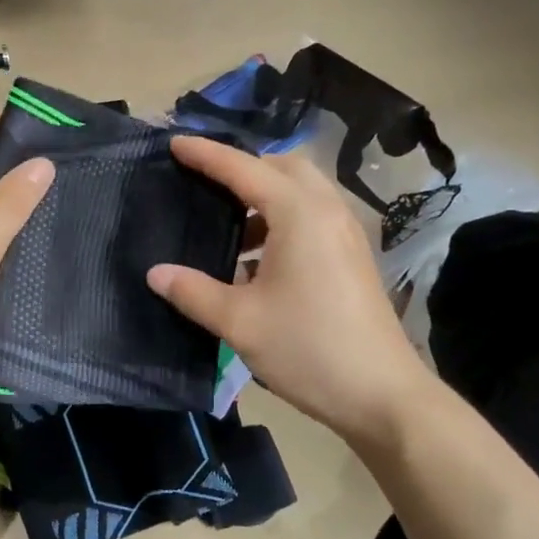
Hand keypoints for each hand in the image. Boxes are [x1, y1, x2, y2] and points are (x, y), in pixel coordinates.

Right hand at [147, 135, 434, 441]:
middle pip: (283, 167)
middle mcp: (327, 211)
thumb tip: (155, 273)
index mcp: (299, 215)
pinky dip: (282, 219)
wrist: (382, 395)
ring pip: (302, 191)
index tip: (175, 143)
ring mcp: (346, 233)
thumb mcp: (240, 322)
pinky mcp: (353, 256)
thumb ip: (193, 292)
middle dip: (242, 167)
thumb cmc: (308, 349)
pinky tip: (258, 259)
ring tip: (228, 224)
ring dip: (264, 196)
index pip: (244, 169)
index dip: (206, 155)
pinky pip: (313, 216)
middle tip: (205, 183)